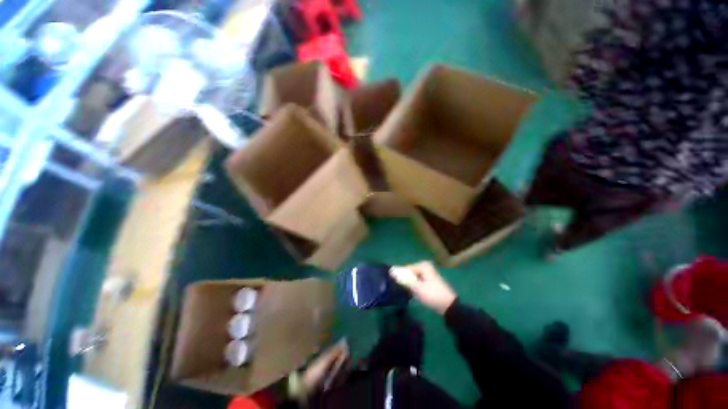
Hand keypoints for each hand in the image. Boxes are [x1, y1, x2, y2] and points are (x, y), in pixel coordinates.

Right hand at [390, 261, 456, 314]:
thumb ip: (404, 279)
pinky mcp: (429, 280)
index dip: (400, 276)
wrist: (449, 307)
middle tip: (402, 289)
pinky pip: (418, 281)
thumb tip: (392, 271)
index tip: (395, 284)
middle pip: (410, 272)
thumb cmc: (433, 295)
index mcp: (423, 265)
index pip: (406, 268)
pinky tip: (415, 293)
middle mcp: (425, 266)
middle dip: (405, 280)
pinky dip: (415, 286)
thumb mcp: (417, 288)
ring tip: (408, 292)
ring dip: (410, 284)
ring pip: (413, 277)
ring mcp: (428, 273)